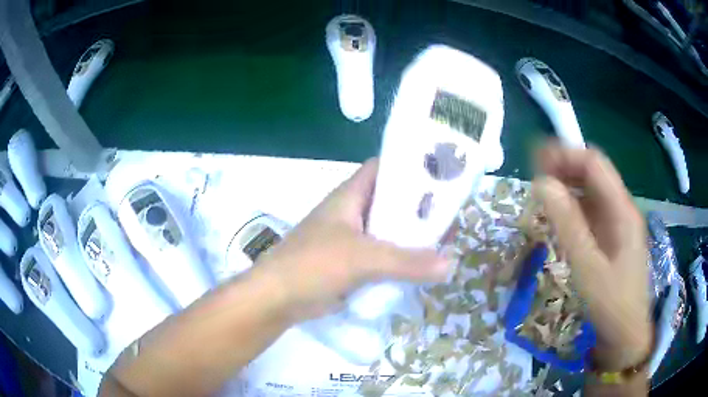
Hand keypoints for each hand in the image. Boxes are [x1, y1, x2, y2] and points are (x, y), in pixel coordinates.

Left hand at [256, 158, 449, 322]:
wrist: (277, 298)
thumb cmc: (313, 264)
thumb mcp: (362, 258)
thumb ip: (407, 262)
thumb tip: (450, 265)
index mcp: (350, 196)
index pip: (383, 168)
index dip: (410, 167)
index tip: (441, 176)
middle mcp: (352, 213)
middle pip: (392, 202)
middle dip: (420, 209)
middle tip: (452, 218)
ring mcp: (352, 240)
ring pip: (388, 232)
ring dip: (412, 238)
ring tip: (446, 244)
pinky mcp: (352, 264)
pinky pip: (382, 257)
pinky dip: (400, 261)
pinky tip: (422, 268)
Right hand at [533, 143, 651, 369]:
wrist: (626, 335)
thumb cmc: (610, 303)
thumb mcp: (587, 266)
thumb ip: (567, 223)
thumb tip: (541, 183)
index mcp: (622, 210)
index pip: (594, 163)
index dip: (565, 154)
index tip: (535, 159)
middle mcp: (621, 209)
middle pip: (593, 173)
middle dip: (564, 167)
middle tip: (534, 176)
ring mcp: (617, 223)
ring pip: (591, 192)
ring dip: (567, 186)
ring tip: (541, 194)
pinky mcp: (612, 237)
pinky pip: (591, 212)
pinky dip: (573, 207)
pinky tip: (559, 217)